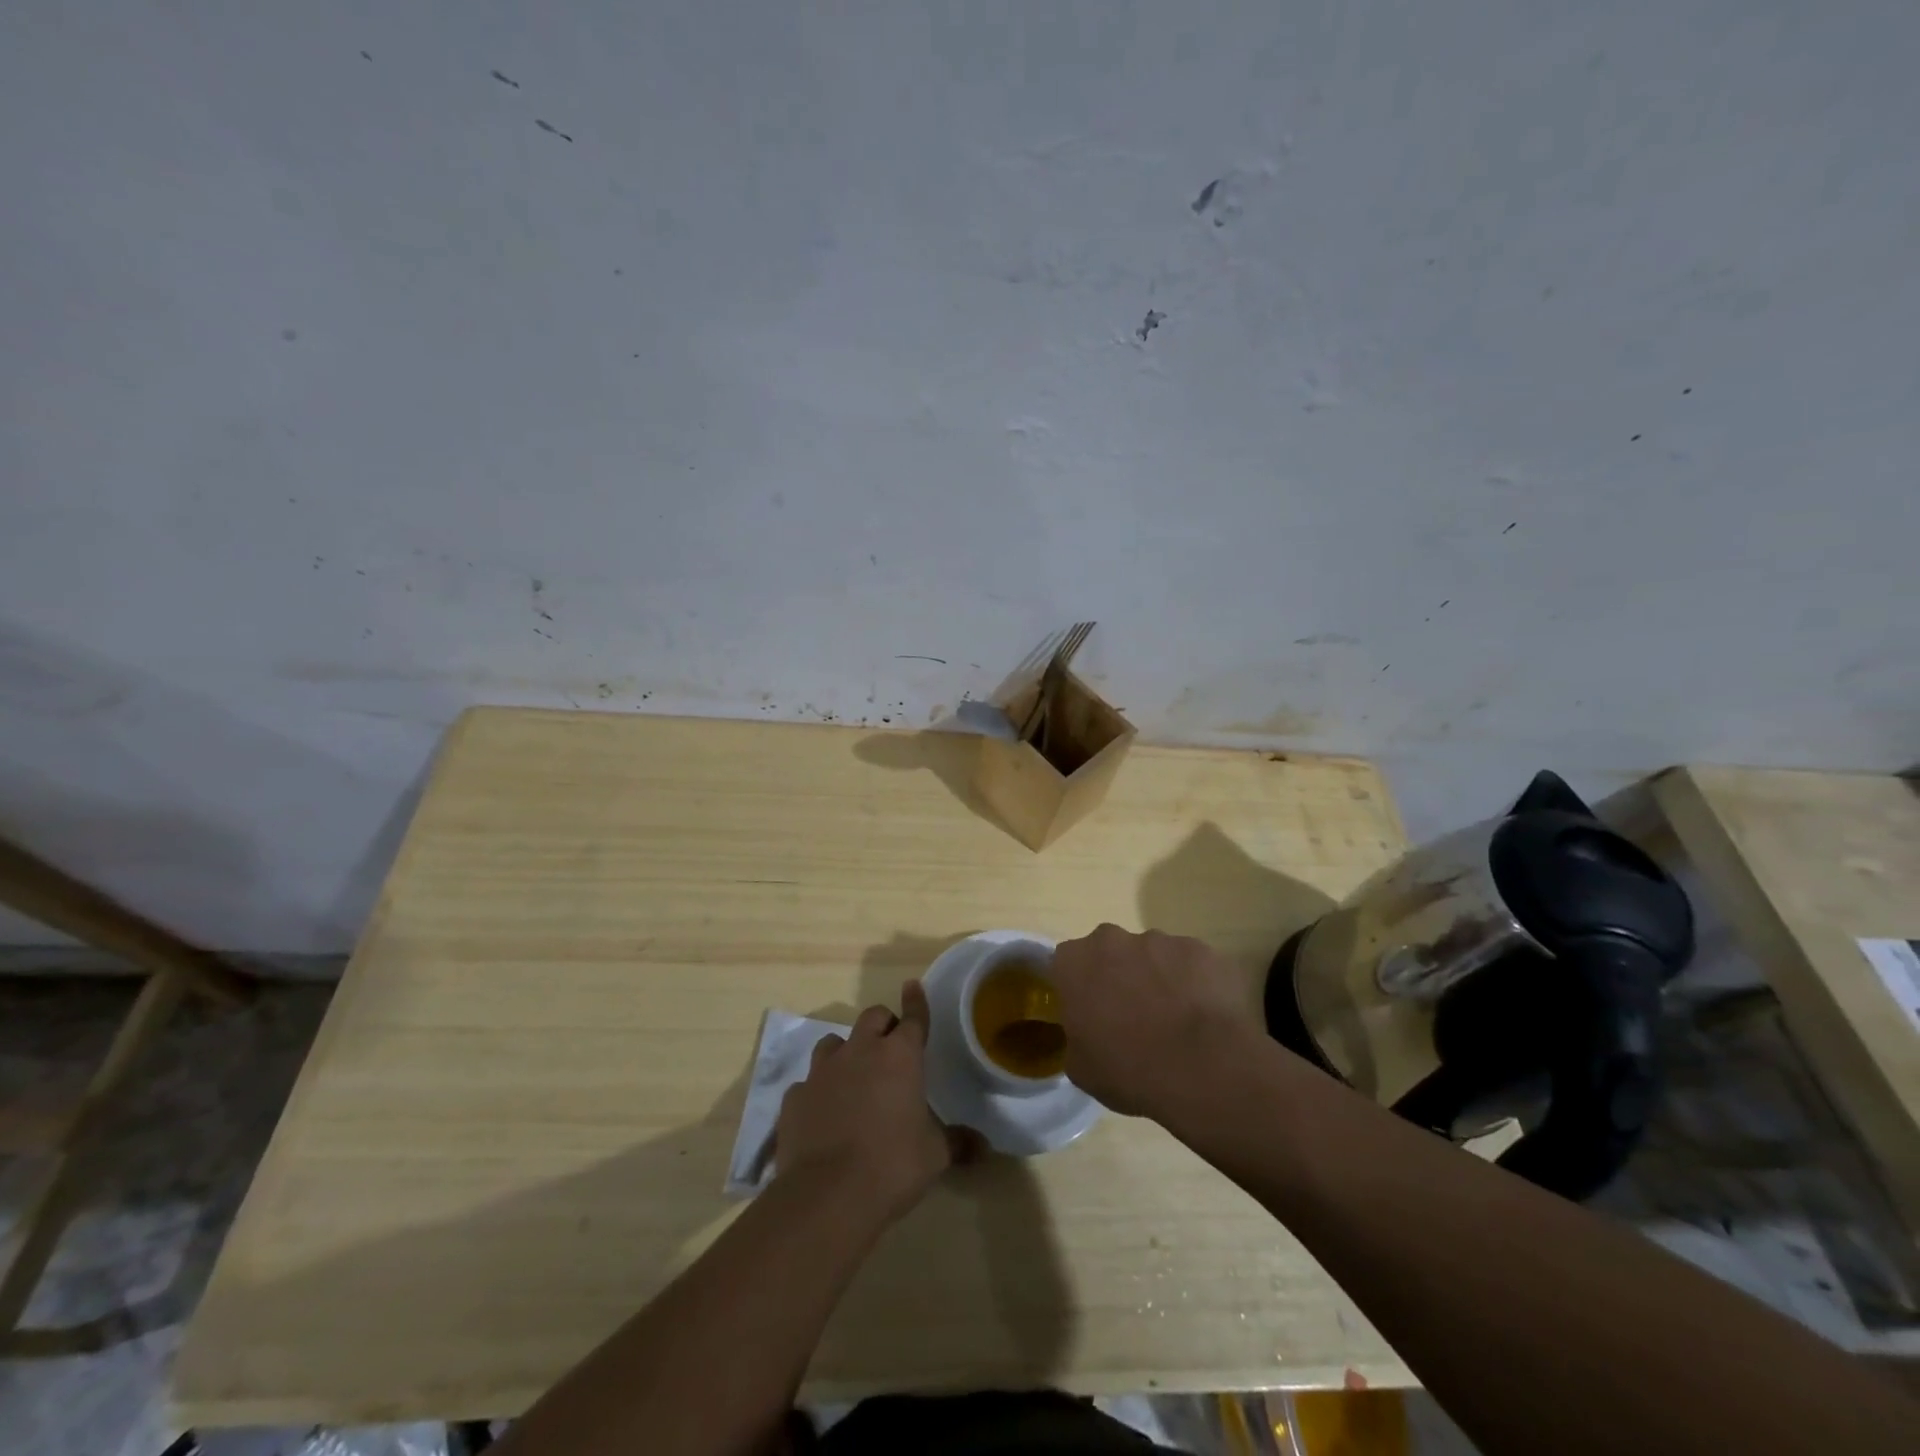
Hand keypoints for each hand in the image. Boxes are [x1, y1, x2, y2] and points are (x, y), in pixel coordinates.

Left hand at [773, 981, 963, 1223]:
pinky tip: (823, 1113)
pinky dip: (818, 1091)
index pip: (913, 1018)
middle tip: (891, 1047)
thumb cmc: (892, 1165)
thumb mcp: (935, 1156)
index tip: (913, 986)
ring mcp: (822, 1071)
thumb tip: (984, 1147)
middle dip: (883, 1025)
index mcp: (900, 1057)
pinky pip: (808, 1082)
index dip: (916, 1002)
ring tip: (853, 1077)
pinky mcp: (795, 1097)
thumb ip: (957, 1142)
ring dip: (847, 1052)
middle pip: (872, 1017)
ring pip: (834, 1042)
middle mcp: (860, 1052)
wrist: (827, 1195)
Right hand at [1052, 924, 1261, 1118]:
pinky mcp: (1199, 949)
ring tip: (1174, 1020)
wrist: (1204, 1067)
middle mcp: (1113, 940)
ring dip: (1157, 978)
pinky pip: (1189, 963)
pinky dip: (1193, 983)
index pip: (1065, 964)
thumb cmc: (1130, 1069)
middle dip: (1118, 975)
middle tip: (1131, 1015)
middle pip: (1109, 952)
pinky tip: (1204, 1015)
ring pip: (1152, 955)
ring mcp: (1160, 940)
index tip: (1088, 1011)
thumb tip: (1087, 1033)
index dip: (1077, 986)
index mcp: (1075, 963)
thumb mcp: (1081, 1068)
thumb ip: (1076, 1036)